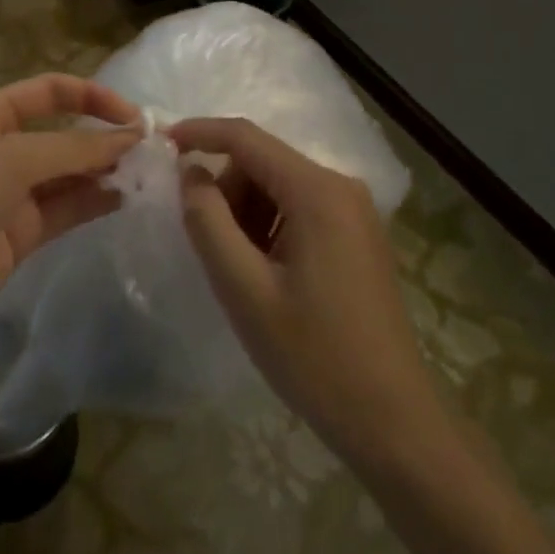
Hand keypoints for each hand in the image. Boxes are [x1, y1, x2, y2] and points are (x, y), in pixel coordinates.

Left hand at [0, 74, 139, 343]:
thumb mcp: (15, 157)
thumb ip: (76, 148)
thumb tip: (131, 136)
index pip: (51, 91)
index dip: (92, 95)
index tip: (133, 116)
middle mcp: (4, 148)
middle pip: (63, 133)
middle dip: (103, 137)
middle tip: (150, 149)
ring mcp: (12, 193)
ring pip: (69, 174)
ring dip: (103, 170)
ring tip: (146, 174)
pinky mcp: (20, 233)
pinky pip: (65, 210)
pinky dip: (93, 203)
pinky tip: (124, 200)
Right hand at [171, 118, 442, 468]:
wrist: (391, 420)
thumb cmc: (313, 355)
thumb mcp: (243, 289)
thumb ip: (208, 221)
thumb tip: (190, 172)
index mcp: (317, 191)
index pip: (246, 138)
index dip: (201, 133)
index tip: (162, 144)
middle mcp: (341, 187)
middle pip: (264, 164)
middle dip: (227, 191)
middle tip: (212, 249)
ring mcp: (355, 212)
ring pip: (280, 187)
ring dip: (248, 215)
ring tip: (243, 272)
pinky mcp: (358, 236)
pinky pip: (301, 209)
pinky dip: (271, 228)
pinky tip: (268, 276)